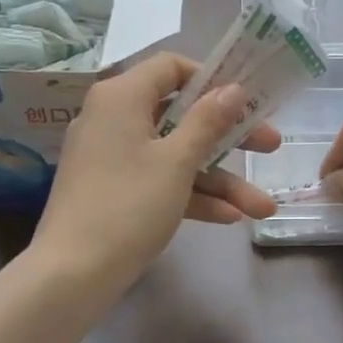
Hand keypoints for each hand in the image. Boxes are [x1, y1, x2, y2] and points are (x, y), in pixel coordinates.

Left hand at [33, 51, 279, 287]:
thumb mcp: (176, 162)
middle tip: (270, 147)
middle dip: (230, 136)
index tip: (244, 100)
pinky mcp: (114, 190)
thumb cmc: (128, 205)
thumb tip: (232, 88)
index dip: (211, 80)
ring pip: (175, 155)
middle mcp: (114, 118)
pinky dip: (190, 195)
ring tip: (262, 207)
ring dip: (219, 179)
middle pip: (180, 115)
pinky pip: (158, 180)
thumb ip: (208, 121)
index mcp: (122, 97)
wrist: (71, 274)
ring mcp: (112, 157)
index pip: (171, 67)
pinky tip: (230, 217)